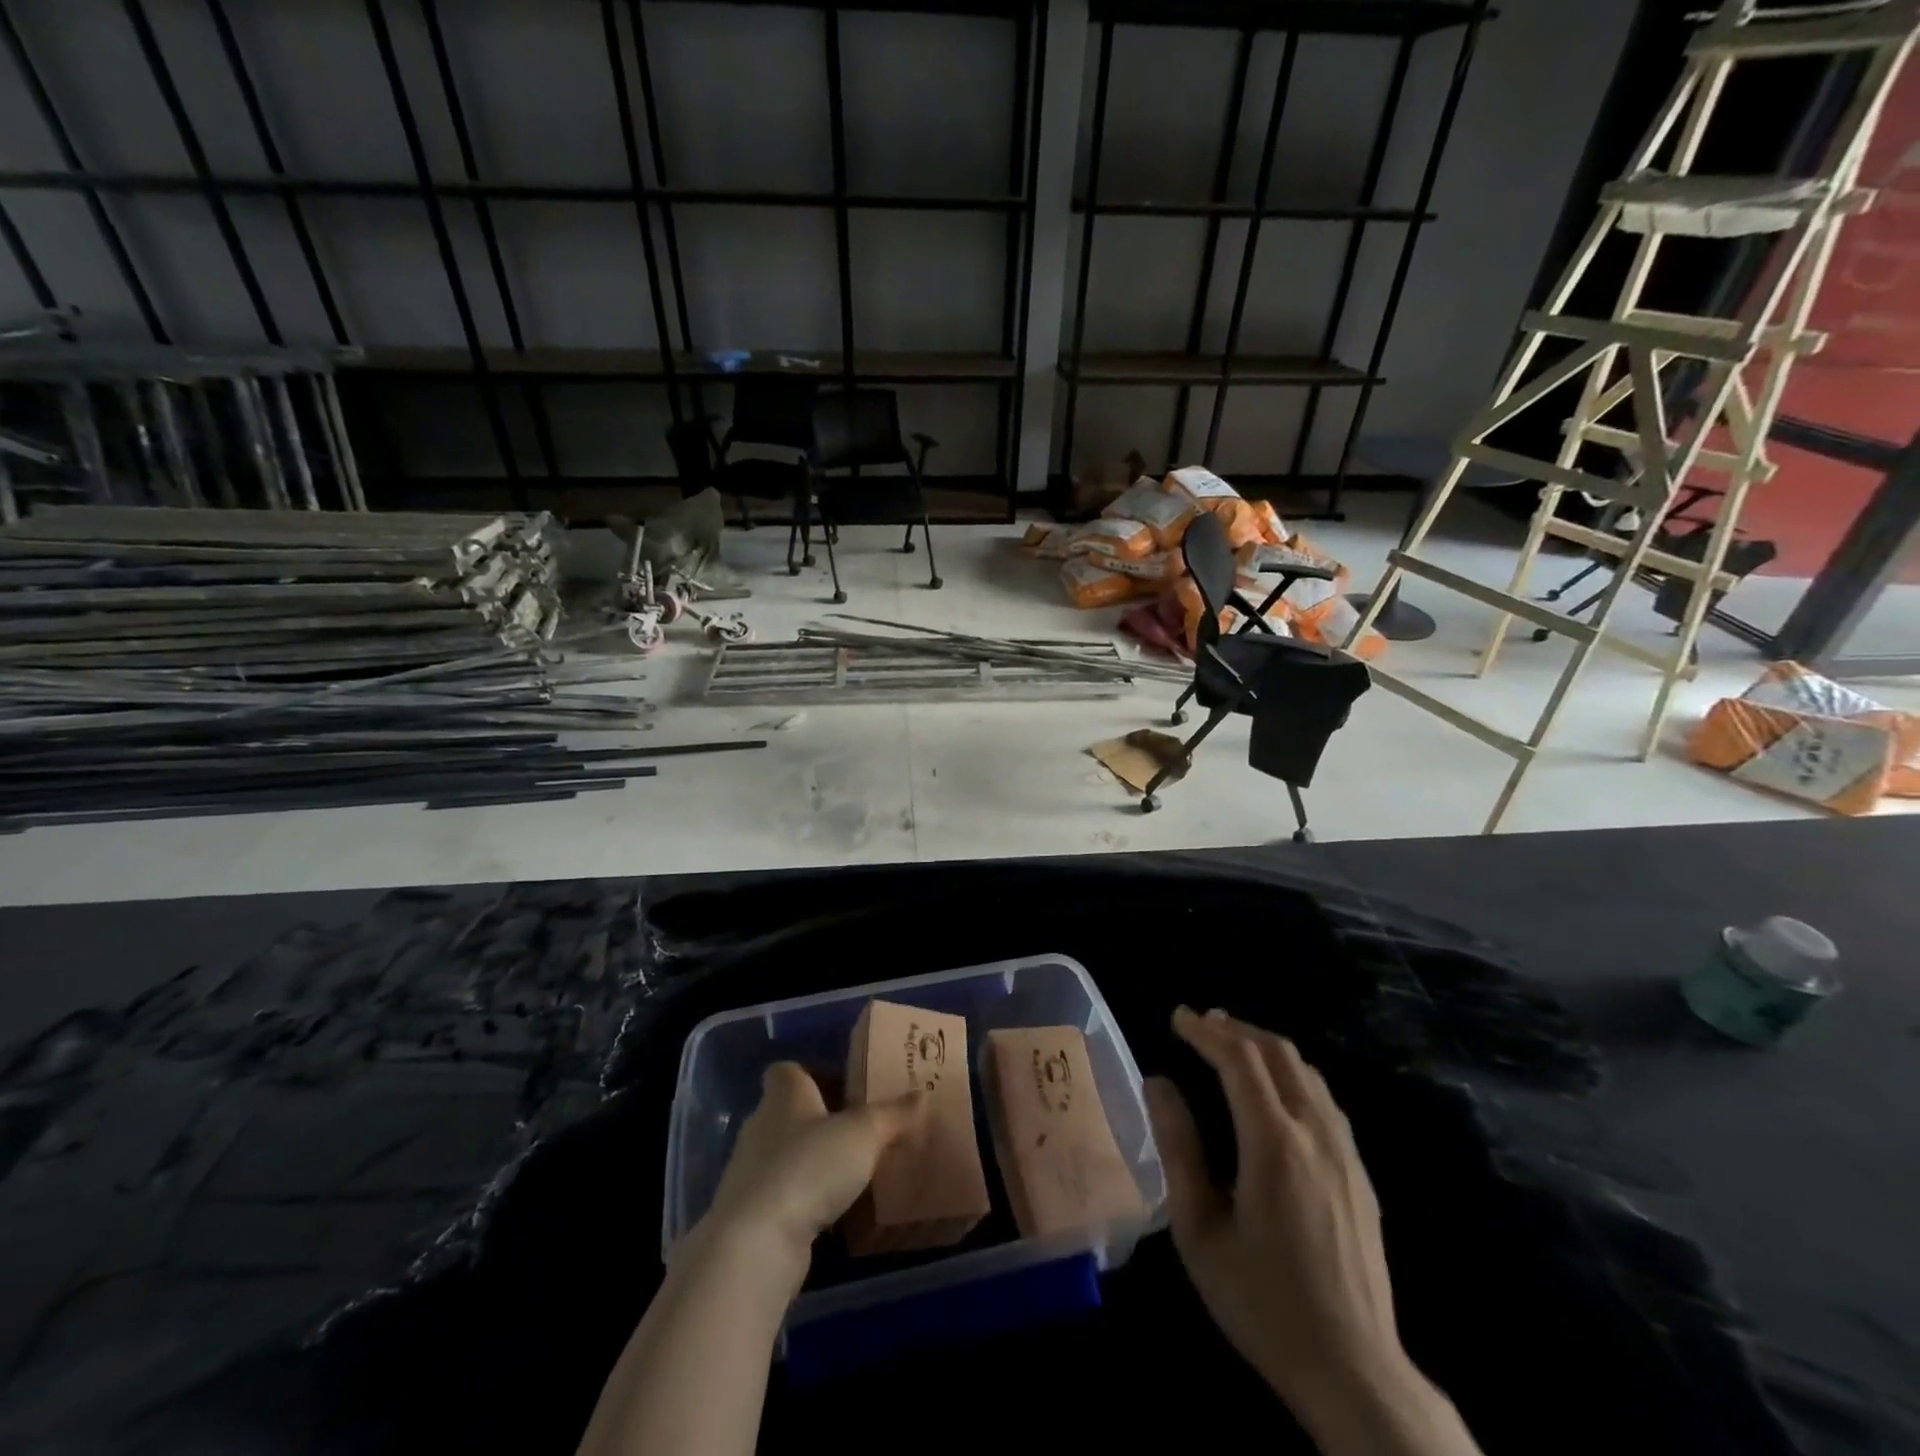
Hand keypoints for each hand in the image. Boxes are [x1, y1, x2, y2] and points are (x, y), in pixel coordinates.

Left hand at [694, 1062, 926, 1296]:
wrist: (756, 1242)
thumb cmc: (810, 1166)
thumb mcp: (864, 1134)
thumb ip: (893, 1114)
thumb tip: (922, 1094)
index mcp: (784, 1094)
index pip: (789, 1070)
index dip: (813, 1073)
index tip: (843, 1087)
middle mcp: (761, 1125)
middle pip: (790, 1112)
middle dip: (819, 1120)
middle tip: (858, 1130)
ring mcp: (750, 1171)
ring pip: (785, 1155)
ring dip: (812, 1162)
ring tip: (851, 1173)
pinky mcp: (750, 1214)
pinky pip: (782, 1194)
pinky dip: (803, 1199)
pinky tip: (831, 1212)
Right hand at [1147, 1008, 1476, 1455]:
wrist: (1354, 1370)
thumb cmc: (1262, 1301)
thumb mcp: (1200, 1230)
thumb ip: (1178, 1148)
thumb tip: (1158, 1083)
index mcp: (1274, 1144)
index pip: (1240, 1060)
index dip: (1206, 1031)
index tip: (1177, 1016)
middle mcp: (1315, 1134)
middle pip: (1278, 1053)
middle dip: (1236, 1028)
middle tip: (1201, 1022)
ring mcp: (1345, 1152)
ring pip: (1307, 1072)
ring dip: (1266, 1047)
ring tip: (1232, 1043)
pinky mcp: (1360, 1173)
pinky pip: (1325, 1099)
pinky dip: (1292, 1074)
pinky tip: (1275, 1090)